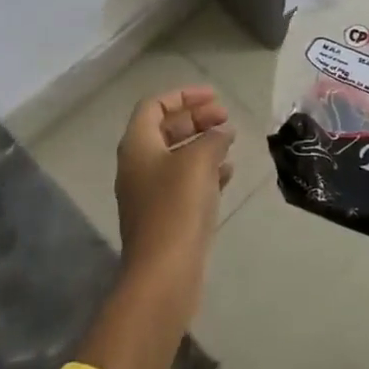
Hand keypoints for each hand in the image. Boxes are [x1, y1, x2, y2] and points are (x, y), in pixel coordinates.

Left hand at [114, 86, 234, 281]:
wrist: (164, 273)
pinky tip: (228, 173)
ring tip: (231, 141)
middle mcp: (138, 166)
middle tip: (226, 118)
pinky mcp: (166, 216)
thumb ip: (212, 138)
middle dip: (196, 118)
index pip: (154, 106)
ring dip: (203, 144)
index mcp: (137, 146)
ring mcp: (150, 193)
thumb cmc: (177, 207)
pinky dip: (206, 171)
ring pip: (177, 156)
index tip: (215, 96)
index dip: (184, 96)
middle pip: (165, 129)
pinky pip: (185, 182)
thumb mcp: (198, 161)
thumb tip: (221, 132)